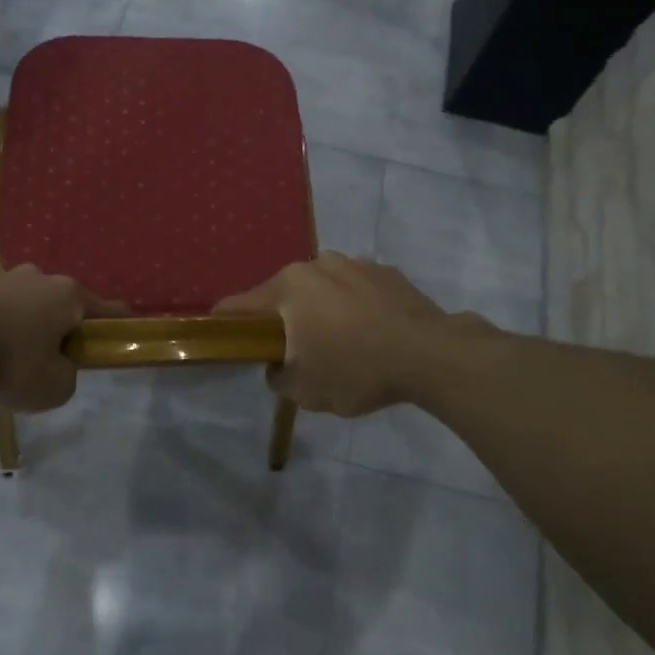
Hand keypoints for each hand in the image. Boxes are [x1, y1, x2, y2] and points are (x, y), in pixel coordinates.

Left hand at [0, 264, 123, 412]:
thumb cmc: (10, 363)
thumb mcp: (54, 387)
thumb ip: (67, 375)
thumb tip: (58, 365)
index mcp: (69, 295)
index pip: (106, 309)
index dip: (117, 323)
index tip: (124, 331)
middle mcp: (40, 276)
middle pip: (61, 301)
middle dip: (61, 323)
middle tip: (52, 355)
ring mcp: (2, 275)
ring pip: (25, 297)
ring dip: (25, 317)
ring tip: (10, 348)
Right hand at [214, 252, 453, 416]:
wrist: (431, 355)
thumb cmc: (357, 370)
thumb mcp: (305, 391)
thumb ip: (278, 377)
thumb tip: (277, 365)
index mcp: (288, 287)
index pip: (239, 305)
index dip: (225, 324)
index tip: (223, 339)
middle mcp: (316, 265)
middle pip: (283, 294)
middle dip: (282, 320)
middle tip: (293, 351)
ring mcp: (353, 263)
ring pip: (321, 289)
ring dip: (320, 310)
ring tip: (339, 343)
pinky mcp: (385, 271)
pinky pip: (354, 290)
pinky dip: (353, 307)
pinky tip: (370, 334)